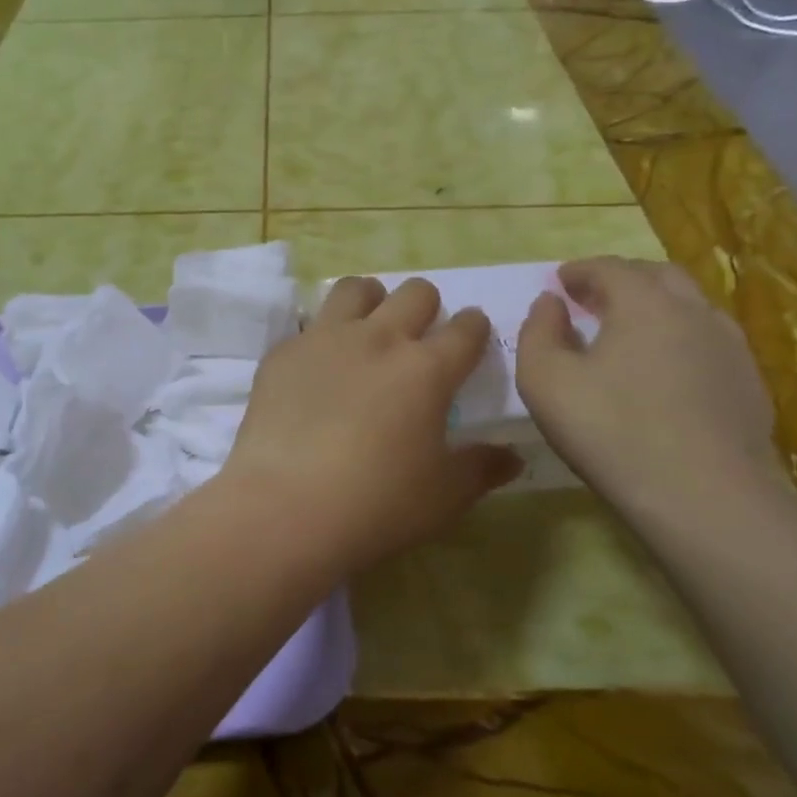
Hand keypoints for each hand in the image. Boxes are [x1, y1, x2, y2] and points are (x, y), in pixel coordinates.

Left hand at [221, 277, 522, 565]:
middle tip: (418, 337)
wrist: (285, 508)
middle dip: (426, 306)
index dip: (475, 328)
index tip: (472, 336)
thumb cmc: (377, 505)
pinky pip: (308, 325)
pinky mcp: (283, 353)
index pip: (466, 328)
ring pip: (356, 288)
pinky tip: (316, 370)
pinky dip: (321, 337)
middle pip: (415, 292)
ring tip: (367, 331)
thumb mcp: (443, 496)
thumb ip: (481, 468)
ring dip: (371, 301)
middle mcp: (379, 339)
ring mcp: (325, 339)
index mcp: (427, 369)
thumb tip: (513, 457)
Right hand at [515, 258, 781, 518]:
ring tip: (631, 331)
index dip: (580, 270)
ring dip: (656, 307)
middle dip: (622, 279)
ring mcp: (731, 347)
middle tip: (594, 297)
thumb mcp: (545, 380)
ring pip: (691, 308)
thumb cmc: (611, 430)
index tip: (561, 280)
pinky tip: (667, 371)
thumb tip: (549, 303)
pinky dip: (681, 340)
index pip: (609, 268)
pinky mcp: (750, 385)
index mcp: (644, 302)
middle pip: (658, 276)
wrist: (705, 497)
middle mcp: (694, 311)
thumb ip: (538, 331)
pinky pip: (709, 343)